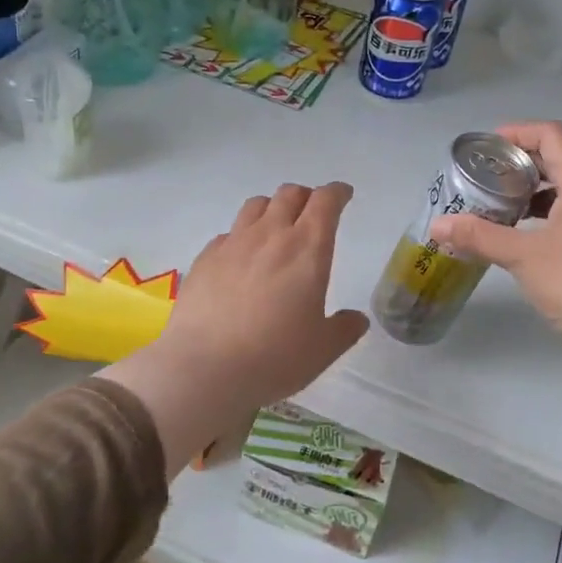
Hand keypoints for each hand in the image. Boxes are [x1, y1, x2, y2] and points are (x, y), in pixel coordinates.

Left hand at [101, 182, 368, 474]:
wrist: (205, 368)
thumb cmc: (275, 357)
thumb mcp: (323, 349)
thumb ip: (344, 329)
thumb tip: (356, 319)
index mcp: (307, 249)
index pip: (326, 201)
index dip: (337, 193)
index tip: (343, 195)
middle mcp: (271, 235)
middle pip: (289, 194)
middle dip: (305, 197)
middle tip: (312, 213)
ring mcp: (233, 243)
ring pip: (256, 205)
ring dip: (272, 209)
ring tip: (275, 228)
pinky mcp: (205, 258)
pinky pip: (228, 233)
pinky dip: (241, 236)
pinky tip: (240, 259)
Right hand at [430, 121, 561, 371]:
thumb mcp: (521, 256)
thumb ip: (478, 236)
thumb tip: (438, 225)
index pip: (552, 136)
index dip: (519, 132)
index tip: (488, 148)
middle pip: (560, 160)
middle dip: (521, 164)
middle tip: (486, 178)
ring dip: (534, 191)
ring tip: (500, 207)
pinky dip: (547, 215)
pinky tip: (525, 238)